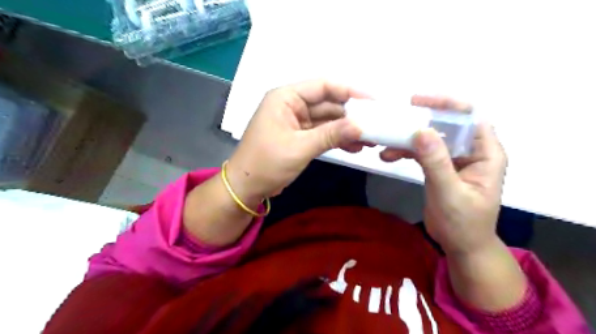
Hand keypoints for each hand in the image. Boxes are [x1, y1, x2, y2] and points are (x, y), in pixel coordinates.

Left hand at [228, 80, 368, 203]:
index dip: (349, 91)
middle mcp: (292, 106)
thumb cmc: (267, 163)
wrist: (246, 187)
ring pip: (327, 120)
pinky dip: (336, 139)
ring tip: (369, 139)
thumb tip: (360, 126)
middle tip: (375, 124)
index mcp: (286, 98)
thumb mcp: (300, 147)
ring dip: (346, 129)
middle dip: (350, 114)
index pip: (322, 86)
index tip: (372, 101)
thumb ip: (331, 135)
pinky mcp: (299, 137)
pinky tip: (354, 146)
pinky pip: (322, 133)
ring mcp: (296, 122)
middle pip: (327, 104)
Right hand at [381, 97, 506, 255]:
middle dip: (421, 121)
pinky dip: (405, 152)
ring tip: (386, 145)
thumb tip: (421, 131)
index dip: (448, 104)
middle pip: (447, 124)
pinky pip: (422, 152)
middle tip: (396, 120)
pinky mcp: (440, 168)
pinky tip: (388, 156)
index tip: (419, 102)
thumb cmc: (463, 223)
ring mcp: (454, 159)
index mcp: (485, 154)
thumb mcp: (449, 193)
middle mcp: (471, 151)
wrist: (461, 245)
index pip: (471, 117)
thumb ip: (436, 163)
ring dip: (408, 139)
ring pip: (431, 138)